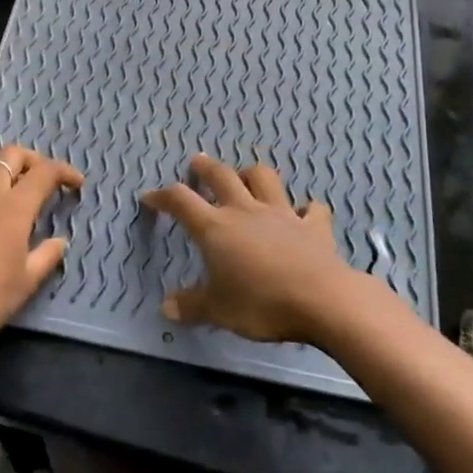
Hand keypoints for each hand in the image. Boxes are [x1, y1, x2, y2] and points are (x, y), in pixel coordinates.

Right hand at [143, 154, 363, 345]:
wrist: (322, 300)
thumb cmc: (261, 304)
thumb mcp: (218, 310)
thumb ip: (191, 305)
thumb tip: (166, 307)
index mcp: (215, 228)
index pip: (180, 201)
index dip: (162, 196)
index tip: (150, 198)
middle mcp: (245, 211)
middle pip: (221, 176)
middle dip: (205, 168)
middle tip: (197, 162)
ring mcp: (281, 214)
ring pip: (263, 178)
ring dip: (252, 174)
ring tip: (246, 177)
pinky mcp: (313, 226)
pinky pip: (311, 209)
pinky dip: (306, 210)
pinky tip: (304, 214)